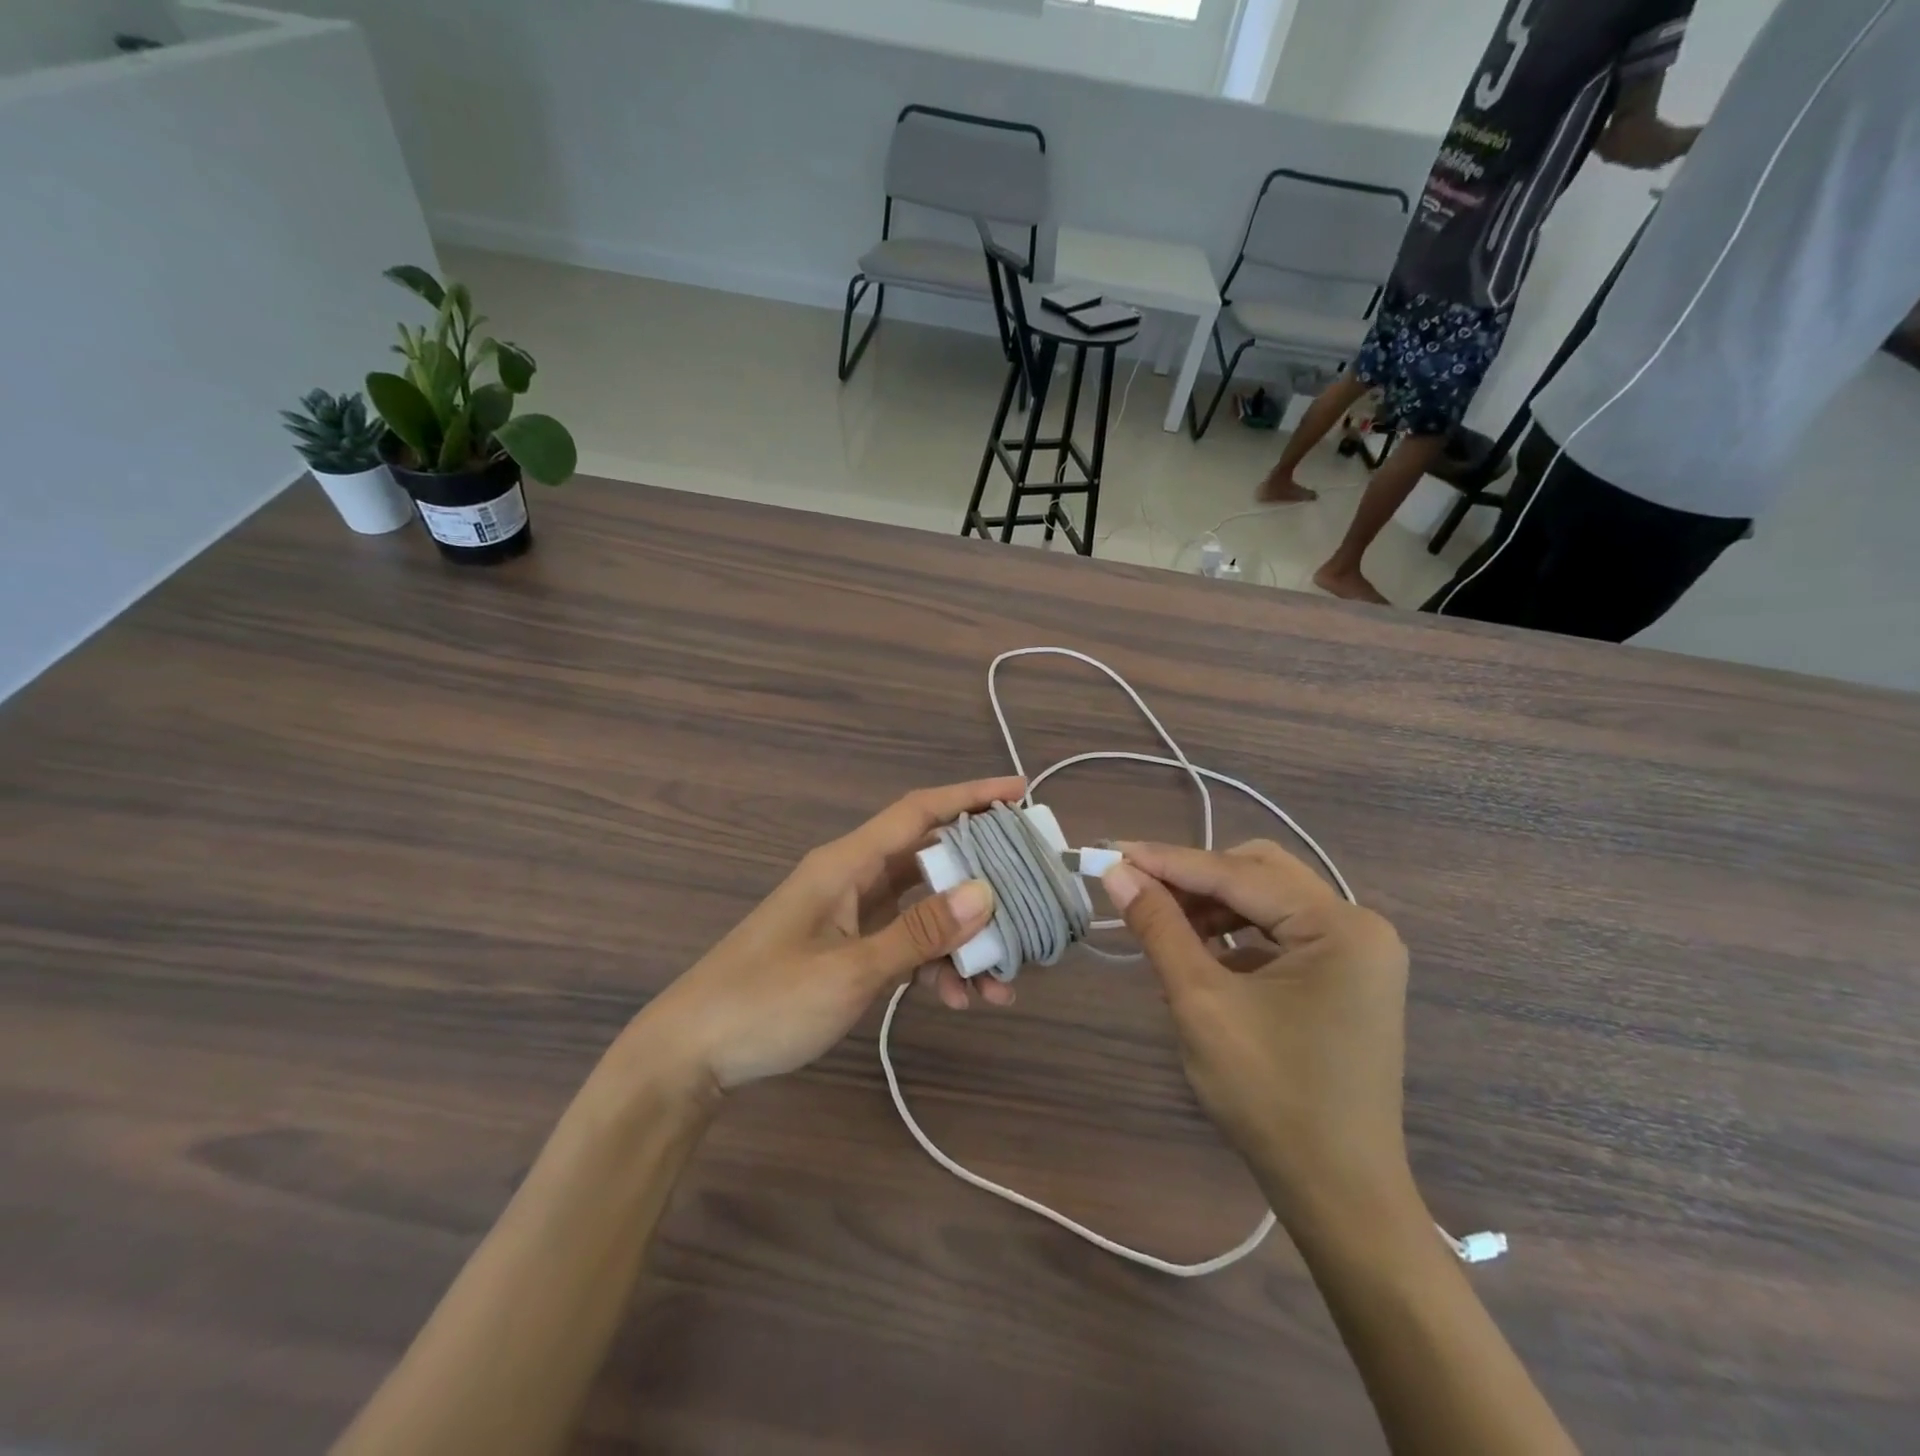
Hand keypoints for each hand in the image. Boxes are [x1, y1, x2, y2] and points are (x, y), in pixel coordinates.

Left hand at [633, 777, 1023, 1090]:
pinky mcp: (847, 950)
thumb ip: (919, 932)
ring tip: (1002, 982)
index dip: (971, 796)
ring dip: (963, 940)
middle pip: (931, 861)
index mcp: (846, 864)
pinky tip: (959, 1000)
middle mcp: (852, 880)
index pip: (919, 812)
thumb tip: (986, 894)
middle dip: (983, 880)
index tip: (1020, 790)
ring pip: (923, 911)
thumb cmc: (766, 1002)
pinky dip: (934, 965)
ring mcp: (850, 916)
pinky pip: (904, 944)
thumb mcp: (851, 970)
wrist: (692, 1054)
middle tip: (1030, 895)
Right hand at [1102, 840, 1412, 1216]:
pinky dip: (1236, 933)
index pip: (1238, 873)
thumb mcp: (1202, 1003)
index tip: (1113, 850)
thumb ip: (1159, 927)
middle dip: (1195, 878)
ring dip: (1213, 904)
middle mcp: (1359, 925)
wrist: (1338, 1193)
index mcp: (1340, 927)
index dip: (1169, 861)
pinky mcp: (1346, 977)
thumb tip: (1116, 872)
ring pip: (1269, 899)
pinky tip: (1201, 953)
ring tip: (1163, 924)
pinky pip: (1281, 932)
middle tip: (1138, 889)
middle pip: (1260, 873)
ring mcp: (1358, 952)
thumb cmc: (1269, 1097)